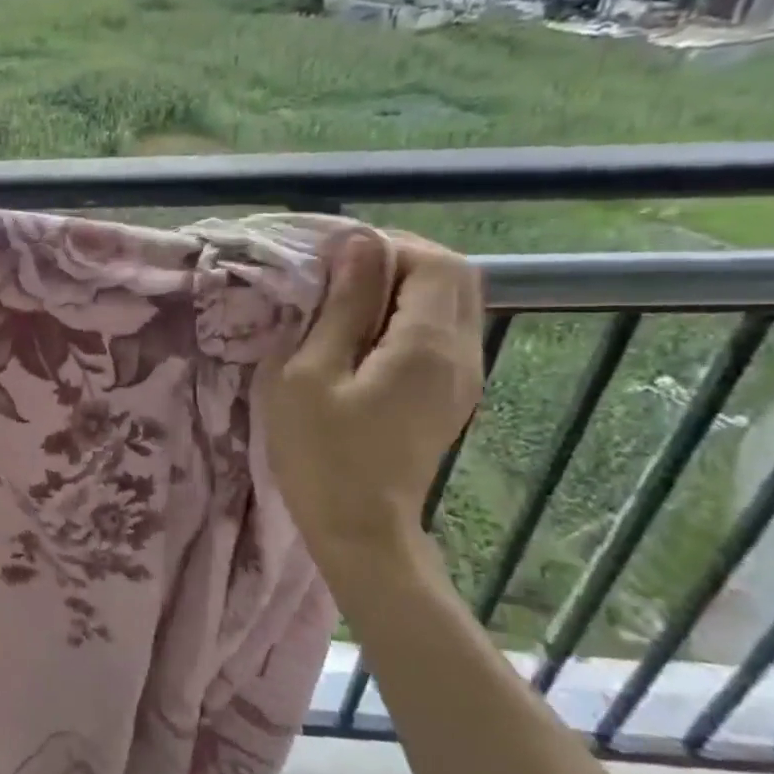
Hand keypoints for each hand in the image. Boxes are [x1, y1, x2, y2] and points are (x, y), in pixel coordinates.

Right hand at [264, 230, 484, 584]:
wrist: (359, 529)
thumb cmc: (321, 453)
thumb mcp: (309, 375)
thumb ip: (340, 307)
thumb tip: (358, 244)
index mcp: (427, 345)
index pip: (433, 262)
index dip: (387, 246)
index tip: (334, 257)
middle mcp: (462, 353)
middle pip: (454, 278)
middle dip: (400, 261)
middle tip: (341, 274)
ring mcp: (463, 378)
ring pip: (453, 305)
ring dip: (405, 289)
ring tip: (348, 302)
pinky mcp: (451, 396)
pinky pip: (443, 334)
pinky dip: (409, 318)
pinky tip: (365, 337)